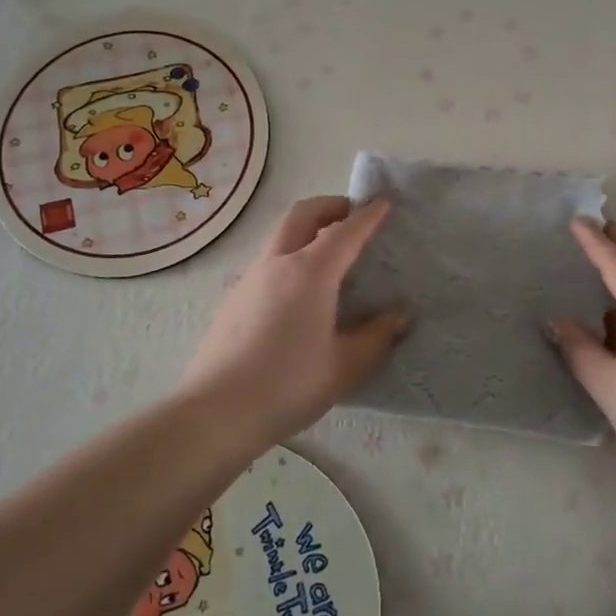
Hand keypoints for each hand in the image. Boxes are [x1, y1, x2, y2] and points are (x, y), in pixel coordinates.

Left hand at [179, 196, 408, 439]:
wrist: (216, 411)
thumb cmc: (288, 385)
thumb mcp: (344, 366)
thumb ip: (376, 337)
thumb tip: (399, 316)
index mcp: (310, 272)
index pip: (345, 231)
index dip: (367, 216)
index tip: (384, 204)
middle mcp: (277, 263)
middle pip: (303, 215)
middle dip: (330, 206)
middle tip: (352, 216)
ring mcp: (250, 278)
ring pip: (281, 236)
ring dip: (307, 230)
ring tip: (330, 255)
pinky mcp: (233, 298)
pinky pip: (268, 261)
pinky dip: (290, 255)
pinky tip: (300, 292)